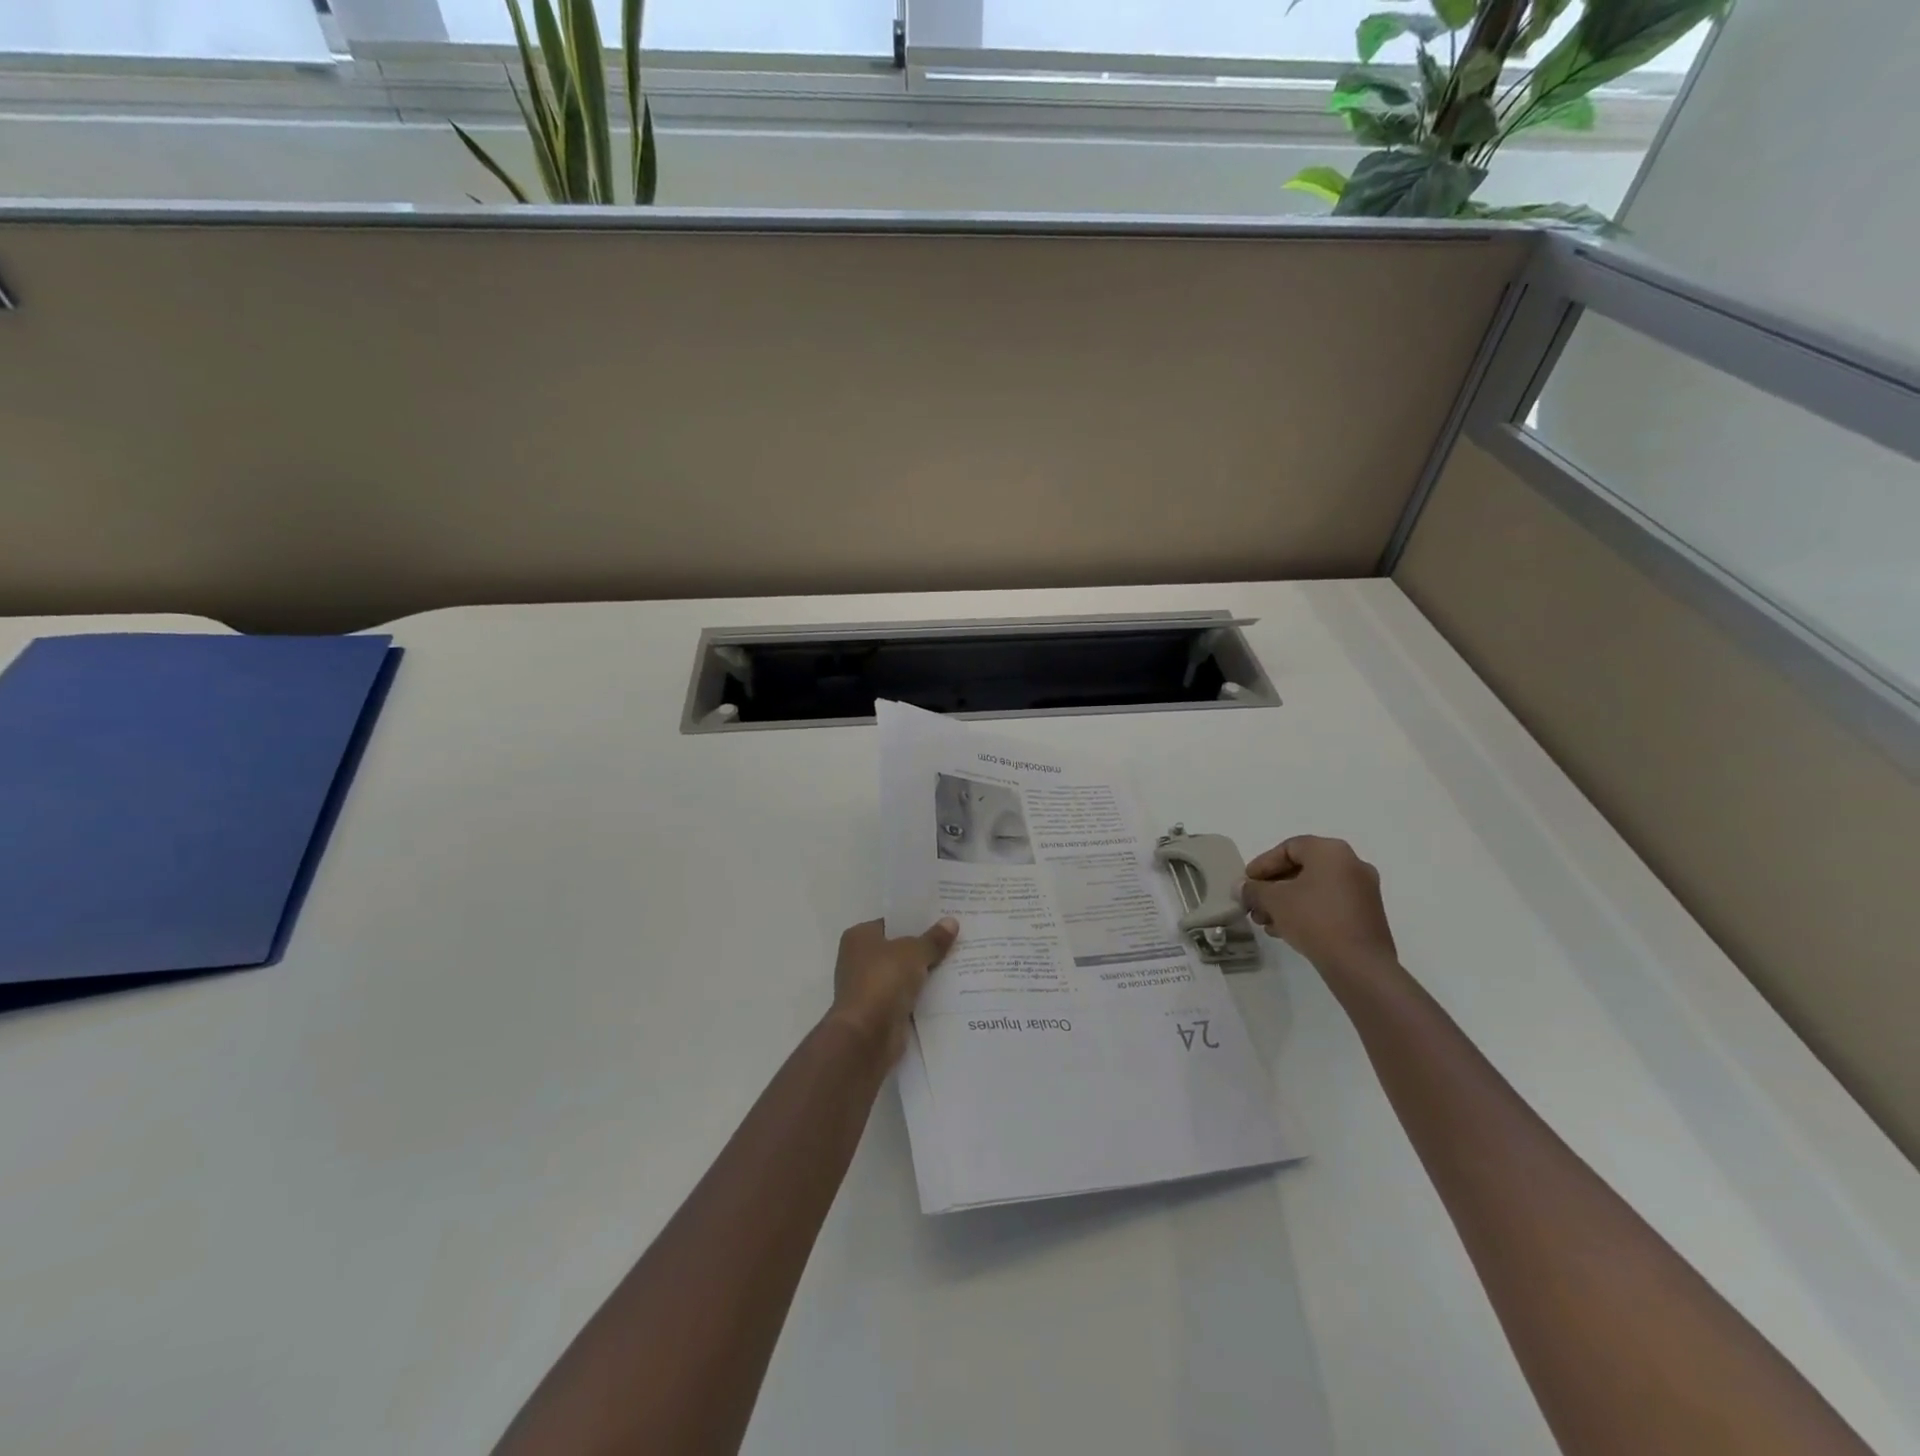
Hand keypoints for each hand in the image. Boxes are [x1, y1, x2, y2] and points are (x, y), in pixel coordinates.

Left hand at [828, 918, 958, 1067]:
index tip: (943, 918)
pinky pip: (907, 996)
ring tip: (960, 960)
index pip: (892, 922)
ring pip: (905, 973)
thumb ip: (933, 939)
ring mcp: (870, 987)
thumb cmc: (883, 980)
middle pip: (899, 948)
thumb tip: (951, 922)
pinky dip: (923, 994)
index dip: (917, 920)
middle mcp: (860, 959)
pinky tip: (950, 988)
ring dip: (925, 972)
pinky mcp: (880, 1011)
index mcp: (860, 936)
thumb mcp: (914, 952)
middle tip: (957, 937)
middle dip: (924, 946)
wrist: (867, 1035)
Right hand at [1237, 836, 1396, 973]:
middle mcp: (1352, 864)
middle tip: (1254, 904)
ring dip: (1286, 902)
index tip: (1247, 882)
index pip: (1288, 848)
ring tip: (1265, 921)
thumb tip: (1241, 888)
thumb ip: (1253, 889)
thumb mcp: (1274, 900)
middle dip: (1272, 887)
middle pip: (1302, 869)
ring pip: (1315, 889)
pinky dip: (1306, 912)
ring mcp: (1363, 891)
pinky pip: (1329, 904)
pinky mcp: (1367, 915)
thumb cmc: (1314, 919)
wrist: (1359, 965)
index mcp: (1331, 851)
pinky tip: (1286, 930)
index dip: (1262, 864)